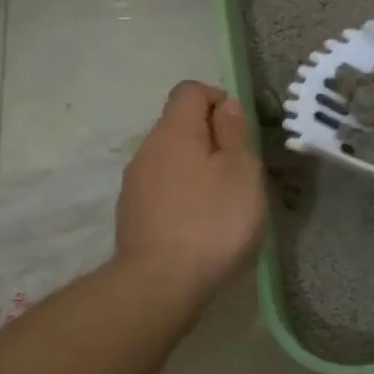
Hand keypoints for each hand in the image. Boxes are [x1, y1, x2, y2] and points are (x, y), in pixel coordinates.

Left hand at [115, 81, 266, 297]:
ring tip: (222, 201)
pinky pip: (162, 189)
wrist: (160, 283)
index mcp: (174, 132)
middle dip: (210, 138)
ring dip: (196, 169)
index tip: (241, 130)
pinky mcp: (132, 215)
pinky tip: (199, 225)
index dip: (218, 99)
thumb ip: (234, 132)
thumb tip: (225, 105)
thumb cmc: (212, 221)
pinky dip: (182, 195)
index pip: (190, 91)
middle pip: (179, 125)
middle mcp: (147, 150)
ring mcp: (135, 184)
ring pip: (170, 160)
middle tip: (239, 171)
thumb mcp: (241, 172)